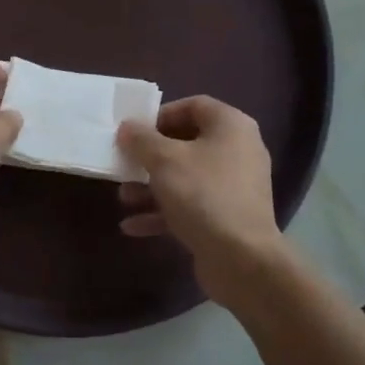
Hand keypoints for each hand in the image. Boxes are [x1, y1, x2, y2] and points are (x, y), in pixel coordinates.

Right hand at [116, 96, 283, 299]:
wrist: (241, 259)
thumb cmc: (202, 195)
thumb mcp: (163, 160)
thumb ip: (141, 139)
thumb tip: (128, 127)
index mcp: (230, 127)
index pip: (194, 106)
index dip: (161, 115)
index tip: (136, 131)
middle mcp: (237, 151)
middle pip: (186, 143)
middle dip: (150, 157)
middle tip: (124, 164)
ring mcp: (234, 186)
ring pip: (185, 178)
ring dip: (151, 187)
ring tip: (123, 198)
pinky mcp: (227, 217)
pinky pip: (190, 206)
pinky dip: (163, 212)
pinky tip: (132, 226)